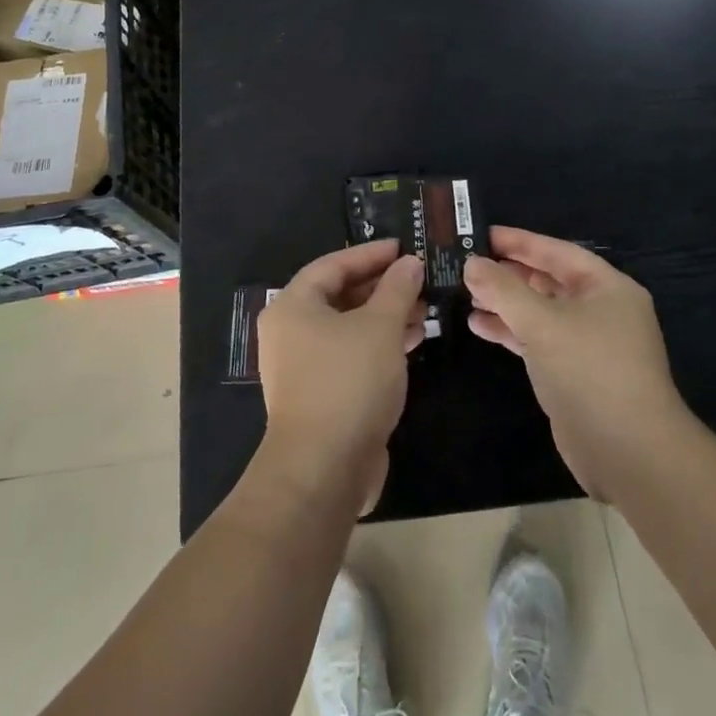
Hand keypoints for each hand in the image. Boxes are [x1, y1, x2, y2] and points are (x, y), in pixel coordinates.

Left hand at [258, 239, 425, 513]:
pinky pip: (350, 355)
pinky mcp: (320, 394)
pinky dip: (378, 345)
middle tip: (418, 279)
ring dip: (385, 317)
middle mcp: (291, 331)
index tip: (403, 247)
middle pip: (339, 295)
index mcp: (293, 306)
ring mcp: (303, 366)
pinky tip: (411, 342)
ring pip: (348, 328)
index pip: (332, 265)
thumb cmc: (348, 381)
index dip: (369, 254)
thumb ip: (397, 289)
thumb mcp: (380, 326)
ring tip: (424, 310)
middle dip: (381, 287)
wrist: (324, 468)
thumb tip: (410, 263)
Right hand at [464, 227, 687, 499]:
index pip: (556, 251)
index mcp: (606, 287)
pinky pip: (538, 340)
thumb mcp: (542, 322)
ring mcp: (588, 344)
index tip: (480, 233)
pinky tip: (479, 327)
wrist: (628, 452)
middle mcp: (600, 310)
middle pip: (547, 280)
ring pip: (540, 312)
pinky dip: (511, 331)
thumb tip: (472, 263)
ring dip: (505, 303)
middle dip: (508, 274)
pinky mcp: (574, 373)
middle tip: (466, 264)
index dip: (518, 241)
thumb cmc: (589, 371)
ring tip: (466, 295)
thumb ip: (503, 289)